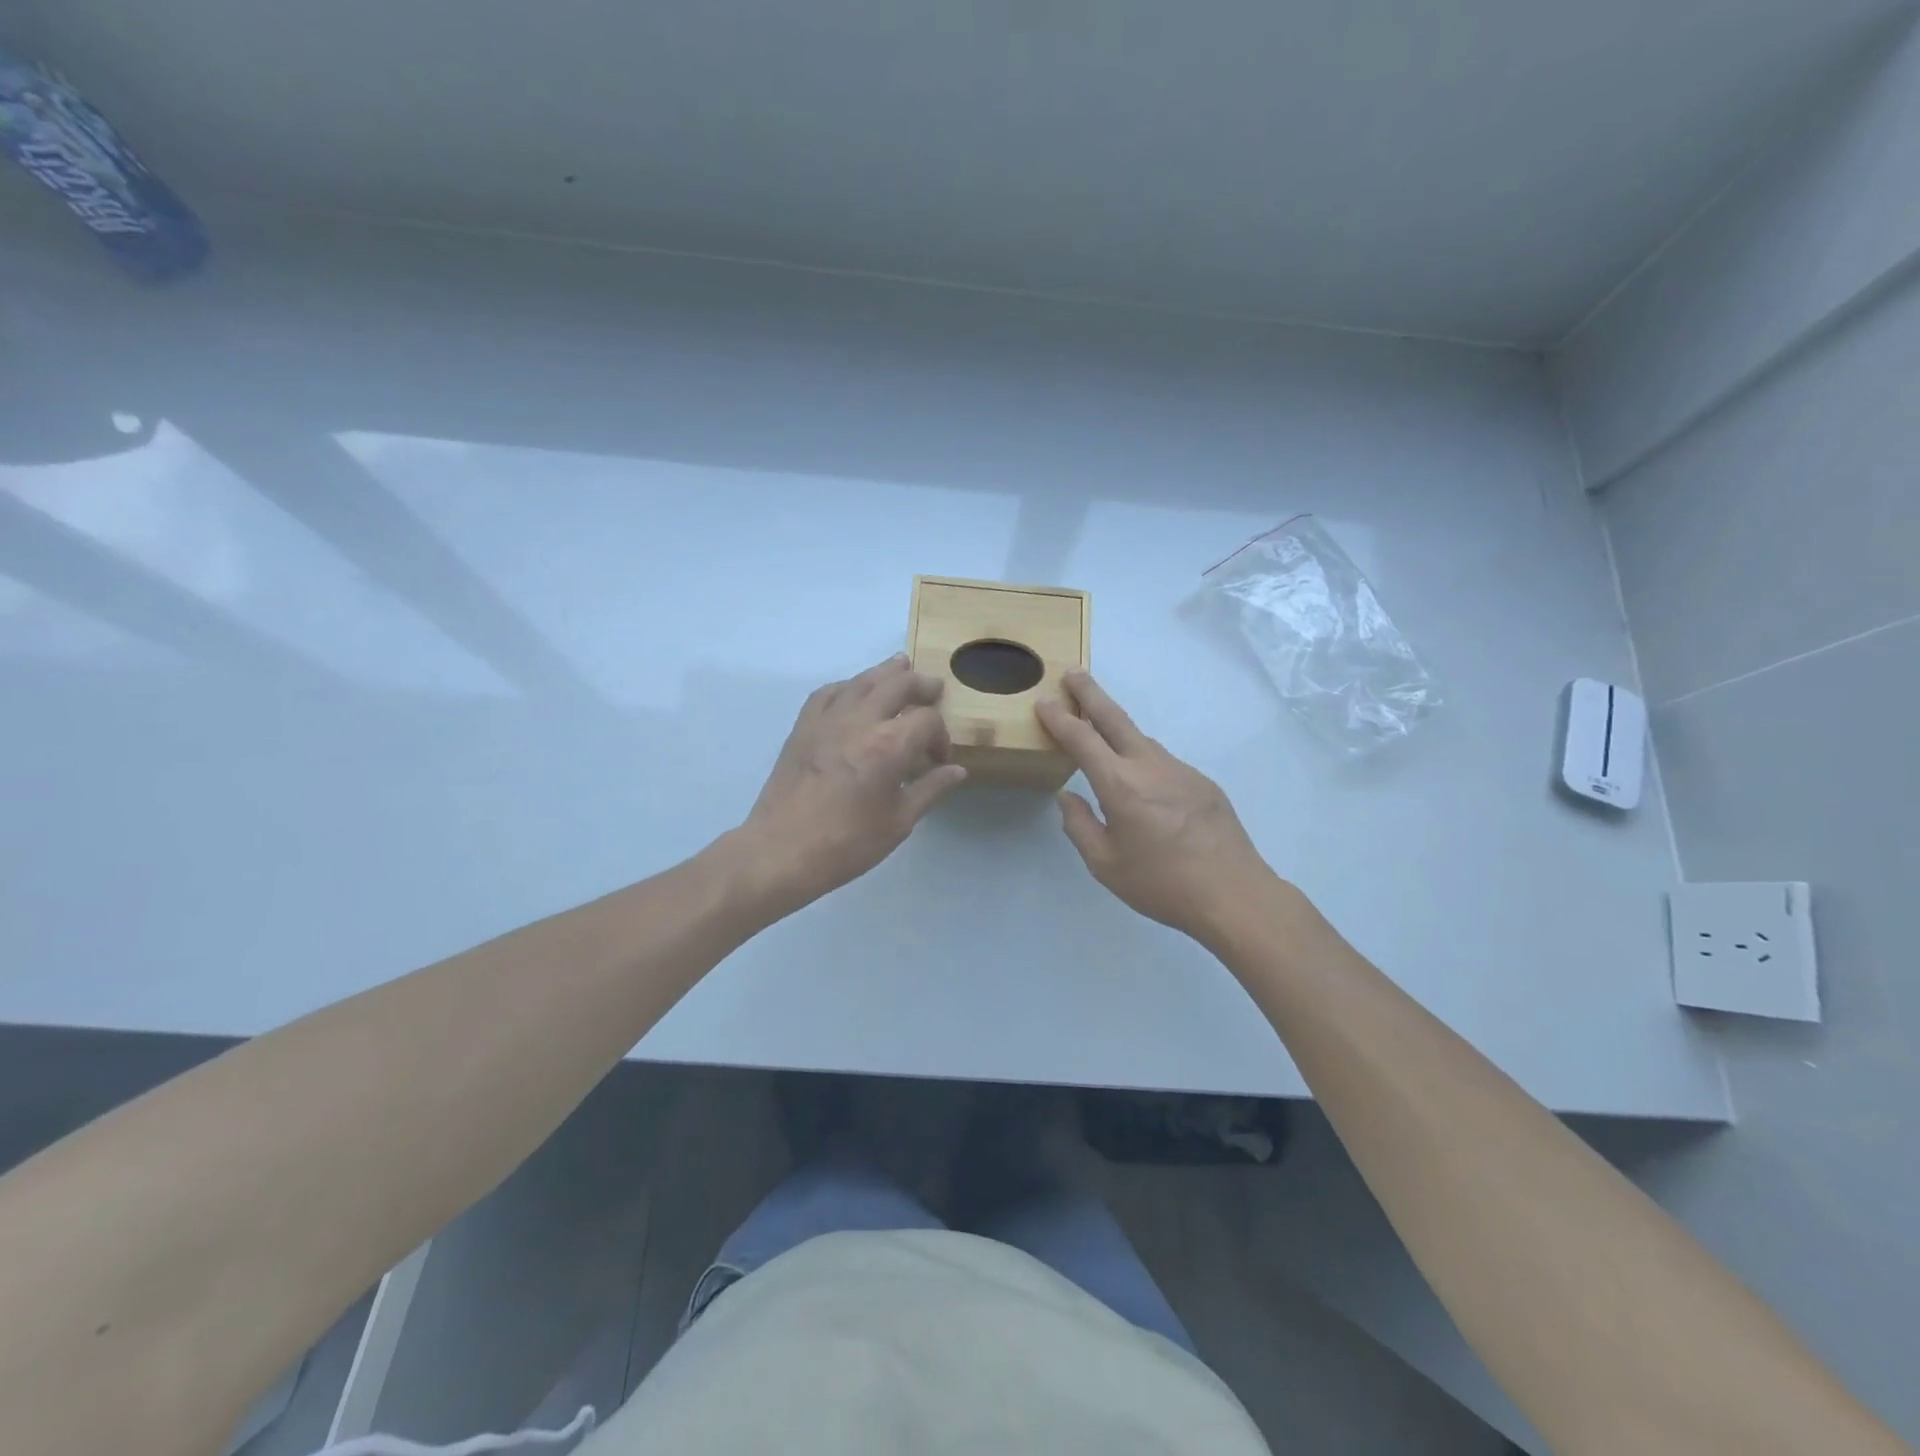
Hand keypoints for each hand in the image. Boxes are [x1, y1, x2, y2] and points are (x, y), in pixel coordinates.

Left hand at [737, 655, 966, 912]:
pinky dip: (848, 685)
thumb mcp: (899, 822)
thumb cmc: (847, 843)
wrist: (781, 851)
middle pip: (898, 684)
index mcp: (890, 745)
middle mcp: (860, 721)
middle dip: (921, 685)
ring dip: (886, 672)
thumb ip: (930, 790)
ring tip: (901, 666)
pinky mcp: (803, 727)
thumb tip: (957, 771)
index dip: (941, 737)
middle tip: (934, 689)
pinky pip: (828, 692)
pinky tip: (854, 691)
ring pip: (862, 681)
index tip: (939, 761)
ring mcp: (828, 720)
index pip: (927, 720)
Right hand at [1037, 671, 1284, 942]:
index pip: (1082, 739)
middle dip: (1090, 693)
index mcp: (1120, 785)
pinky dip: (1144, 759)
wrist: (1234, 894)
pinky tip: (1144, 783)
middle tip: (1073, 673)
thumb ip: (1080, 826)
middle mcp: (1150, 766)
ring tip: (1101, 730)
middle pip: (1115, 718)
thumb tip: (1068, 797)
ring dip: (1118, 728)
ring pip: (1142, 740)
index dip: (1059, 719)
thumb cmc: (1162, 884)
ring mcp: (1181, 770)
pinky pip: (1164, 762)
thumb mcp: (1105, 865)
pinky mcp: (1203, 782)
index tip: (1044, 702)